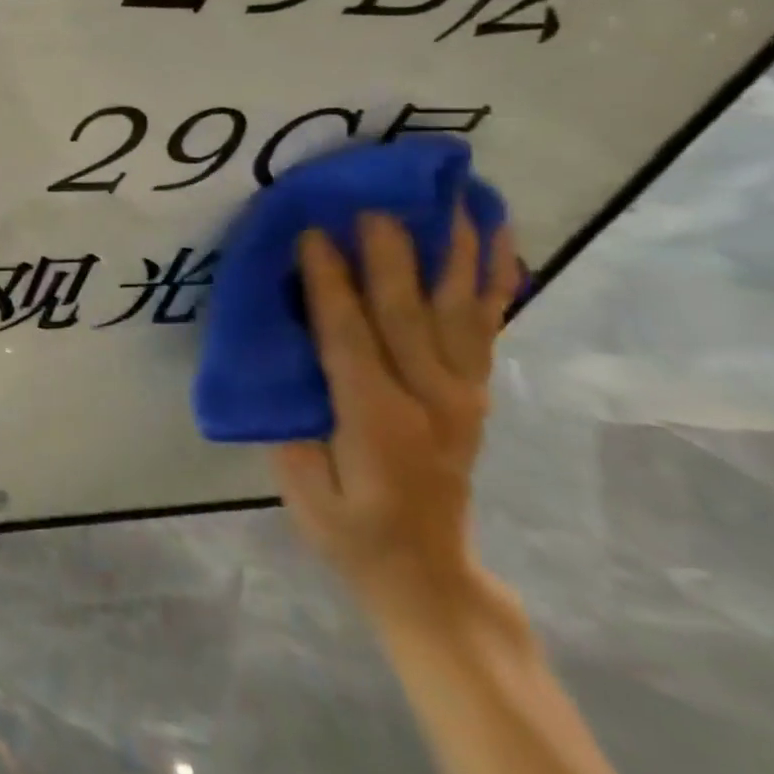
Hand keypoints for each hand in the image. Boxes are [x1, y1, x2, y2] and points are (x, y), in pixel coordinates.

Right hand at [274, 211, 519, 624]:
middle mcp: (430, 399)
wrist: (426, 572)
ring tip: (454, 201)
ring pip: (459, 310)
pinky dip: (493, 280)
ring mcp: (462, 393)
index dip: (329, 284)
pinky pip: (486, 325)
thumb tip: (276, 349)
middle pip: (409, 313)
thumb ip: (292, 417)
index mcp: (377, 420)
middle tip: (374, 203)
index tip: (312, 235)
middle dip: (390, 254)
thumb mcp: (302, 486)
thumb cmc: (348, 527)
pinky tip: (497, 239)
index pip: (349, 337)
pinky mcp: (475, 391)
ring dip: (457, 253)